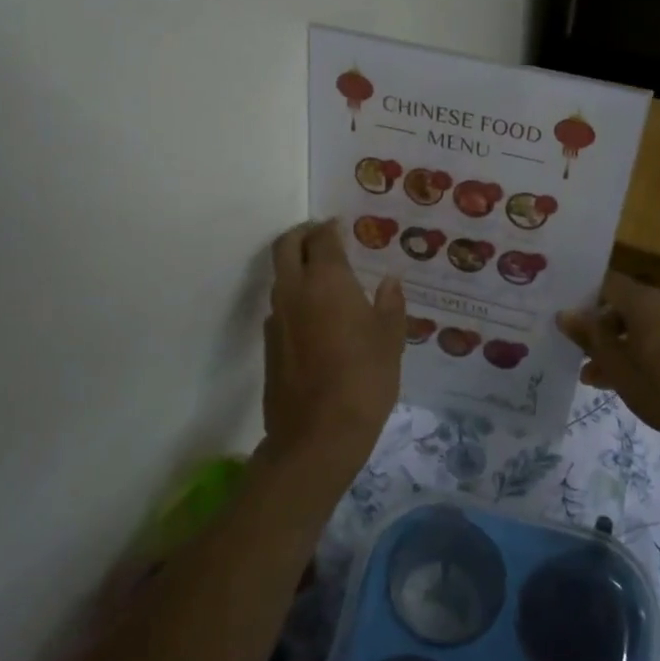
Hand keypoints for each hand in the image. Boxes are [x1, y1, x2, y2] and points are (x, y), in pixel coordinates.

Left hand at [264, 220, 405, 474]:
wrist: (318, 434)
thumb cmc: (364, 380)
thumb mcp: (390, 340)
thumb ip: (390, 305)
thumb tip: (389, 282)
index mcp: (327, 281)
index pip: (322, 238)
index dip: (331, 228)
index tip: (341, 226)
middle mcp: (294, 291)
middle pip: (286, 246)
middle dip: (302, 235)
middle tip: (321, 237)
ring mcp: (276, 318)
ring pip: (279, 277)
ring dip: (295, 266)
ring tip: (322, 277)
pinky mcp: (268, 344)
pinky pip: (280, 307)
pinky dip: (294, 298)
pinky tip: (315, 317)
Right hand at [558, 272, 659, 442]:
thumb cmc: (659, 388)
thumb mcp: (615, 364)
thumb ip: (589, 336)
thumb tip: (564, 314)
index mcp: (646, 301)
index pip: (608, 283)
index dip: (586, 299)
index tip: (570, 322)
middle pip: (625, 306)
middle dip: (601, 330)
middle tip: (580, 355)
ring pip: (642, 326)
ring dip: (618, 346)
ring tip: (595, 377)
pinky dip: (641, 351)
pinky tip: (624, 380)